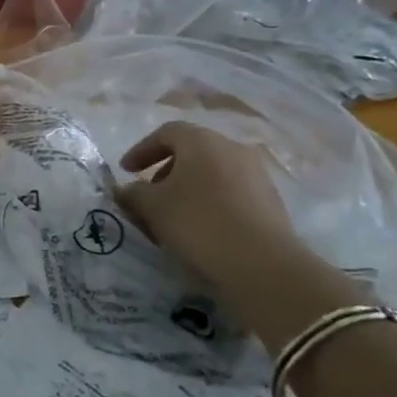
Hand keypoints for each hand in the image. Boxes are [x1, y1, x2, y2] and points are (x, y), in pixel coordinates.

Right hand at [117, 122, 305, 285]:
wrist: (263, 264)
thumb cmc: (199, 223)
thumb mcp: (152, 207)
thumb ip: (132, 193)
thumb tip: (125, 190)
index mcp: (202, 141)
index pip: (166, 133)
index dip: (141, 150)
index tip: (125, 171)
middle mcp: (232, 148)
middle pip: (192, 151)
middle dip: (165, 170)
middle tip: (149, 194)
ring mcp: (256, 174)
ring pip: (212, 172)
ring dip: (189, 187)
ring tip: (174, 215)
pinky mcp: (270, 200)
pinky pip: (231, 191)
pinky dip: (211, 201)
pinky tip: (202, 227)